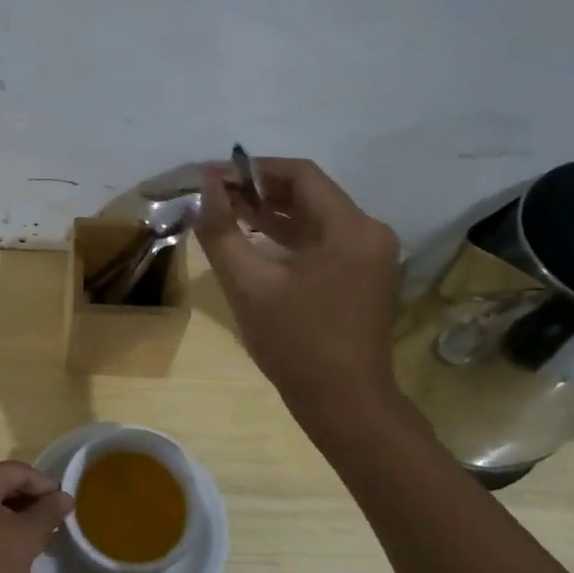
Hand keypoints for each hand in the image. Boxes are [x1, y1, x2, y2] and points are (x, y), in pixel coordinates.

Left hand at [0, 461, 73, 572]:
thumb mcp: (24, 536)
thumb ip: (47, 514)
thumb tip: (65, 497)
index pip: (22, 471)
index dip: (48, 488)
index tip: (67, 509)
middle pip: (5, 488)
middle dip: (31, 508)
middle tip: (53, 530)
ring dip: (15, 525)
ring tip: (34, 547)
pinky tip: (6, 561)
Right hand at [194, 157, 401, 412]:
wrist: (343, 403)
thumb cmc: (295, 343)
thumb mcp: (249, 285)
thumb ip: (223, 231)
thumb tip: (204, 187)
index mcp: (350, 228)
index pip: (300, 175)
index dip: (253, 169)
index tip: (213, 176)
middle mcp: (368, 232)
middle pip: (310, 193)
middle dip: (260, 190)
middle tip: (215, 195)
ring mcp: (369, 255)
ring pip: (315, 217)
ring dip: (272, 213)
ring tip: (226, 212)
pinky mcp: (362, 275)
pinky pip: (322, 241)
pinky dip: (288, 236)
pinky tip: (253, 238)